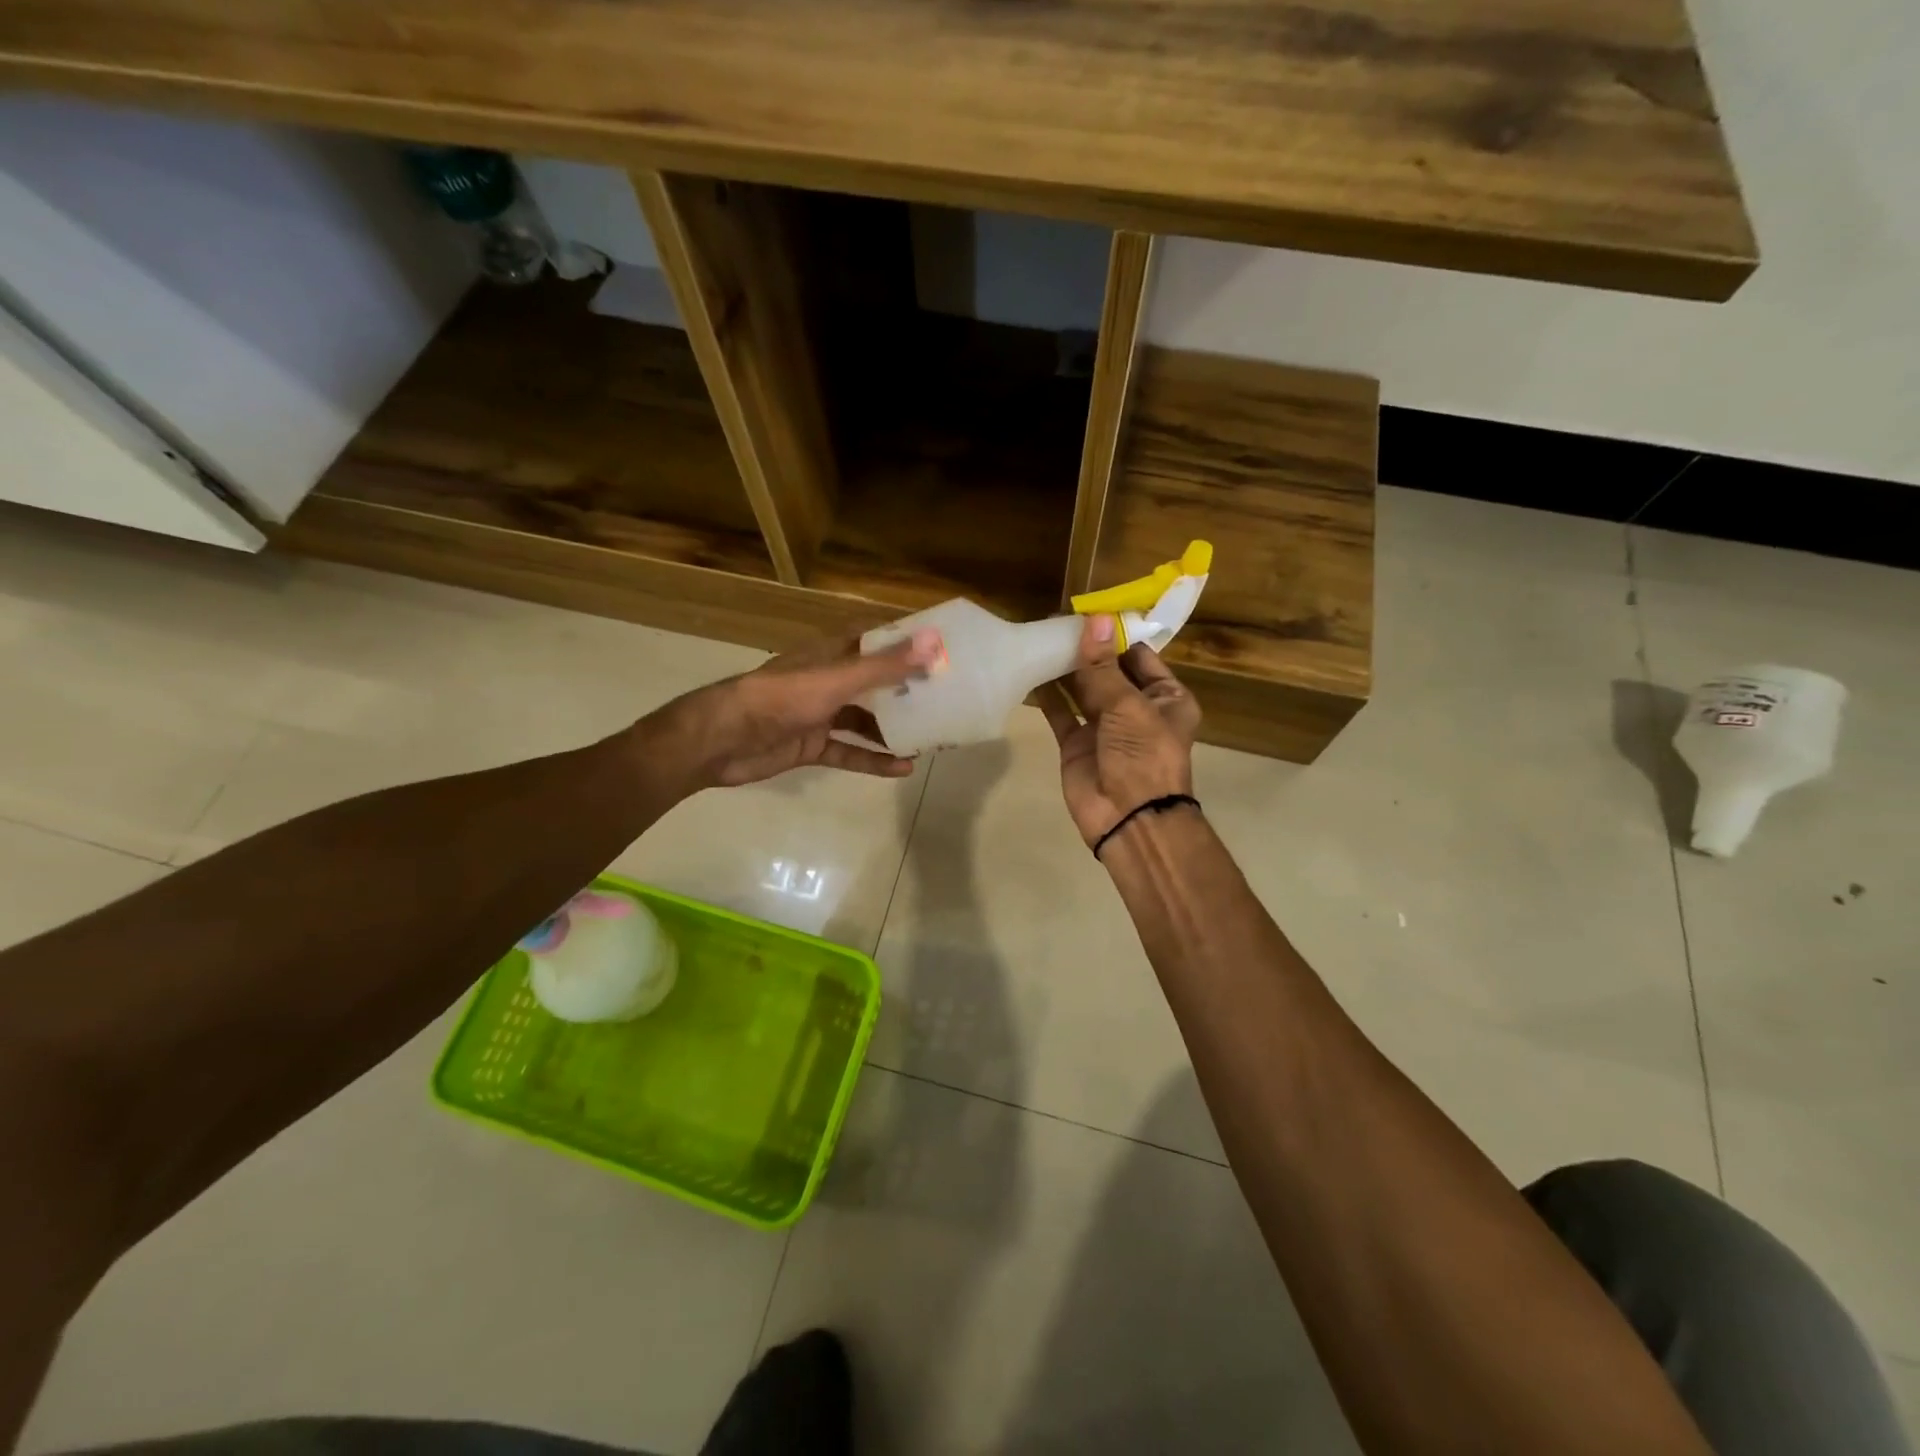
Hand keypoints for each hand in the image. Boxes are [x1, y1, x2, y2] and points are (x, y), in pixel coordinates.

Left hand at [649, 628, 942, 788]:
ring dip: (893, 728)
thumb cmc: (780, 698)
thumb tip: (934, 642)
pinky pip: (849, 751)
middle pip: (874, 681)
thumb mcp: (836, 680)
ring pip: (864, 719)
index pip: (875, 640)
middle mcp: (828, 680)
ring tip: (931, 736)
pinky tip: (903, 768)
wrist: (721, 739)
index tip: (943, 648)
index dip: (906, 642)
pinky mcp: (811, 745)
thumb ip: (884, 666)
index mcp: (831, 653)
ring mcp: (819, 714)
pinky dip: (873, 759)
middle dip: (906, 689)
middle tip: (947, 698)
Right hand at [1039, 617, 1201, 850]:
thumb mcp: (1128, 707)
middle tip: (1056, 619)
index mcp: (1166, 698)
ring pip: (1083, 689)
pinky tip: (1031, 671)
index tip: (1087, 611)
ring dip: (1066, 668)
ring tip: (1040, 637)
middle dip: (1087, 648)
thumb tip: (1094, 620)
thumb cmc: (1143, 757)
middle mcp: (1137, 708)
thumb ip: (1104, 667)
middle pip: (1109, 670)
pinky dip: (1048, 695)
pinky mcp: (1077, 743)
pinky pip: (1061, 713)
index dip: (1115, 635)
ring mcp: (1104, 727)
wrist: (1128, 819)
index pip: (1139, 656)